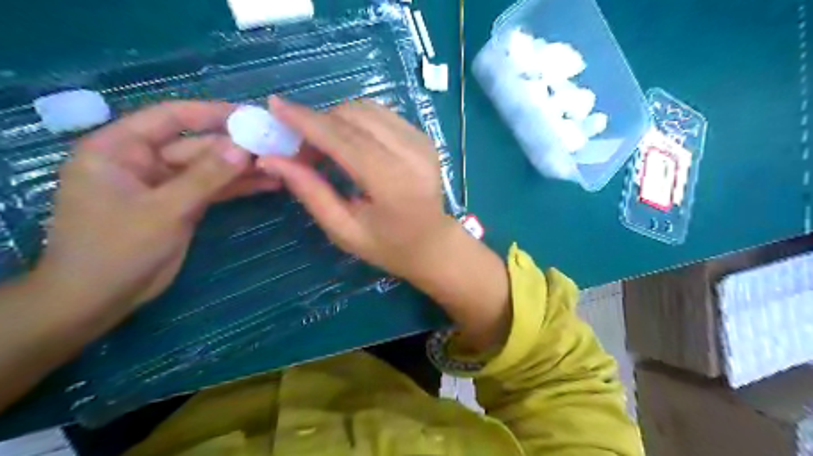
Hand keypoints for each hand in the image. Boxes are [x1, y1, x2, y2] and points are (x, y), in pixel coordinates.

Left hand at [34, 100, 256, 313]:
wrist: (101, 297)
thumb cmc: (117, 248)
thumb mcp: (164, 210)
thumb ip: (205, 177)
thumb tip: (242, 148)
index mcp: (120, 149)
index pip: (170, 118)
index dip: (211, 113)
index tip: (250, 116)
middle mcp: (143, 161)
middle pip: (197, 146)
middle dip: (236, 147)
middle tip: (276, 145)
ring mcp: (165, 185)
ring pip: (210, 169)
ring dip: (243, 168)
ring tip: (281, 165)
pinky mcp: (182, 205)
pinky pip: (214, 189)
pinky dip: (238, 187)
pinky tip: (268, 184)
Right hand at [259, 99, 455, 278]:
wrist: (432, 243)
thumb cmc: (387, 246)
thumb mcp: (344, 230)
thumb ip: (311, 192)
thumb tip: (271, 159)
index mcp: (394, 184)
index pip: (345, 141)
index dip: (308, 121)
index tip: (275, 105)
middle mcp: (412, 155)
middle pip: (355, 117)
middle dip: (319, 123)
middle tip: (300, 148)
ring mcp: (422, 142)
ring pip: (367, 109)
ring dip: (337, 120)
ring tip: (323, 148)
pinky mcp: (423, 137)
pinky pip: (381, 114)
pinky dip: (357, 121)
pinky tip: (348, 142)